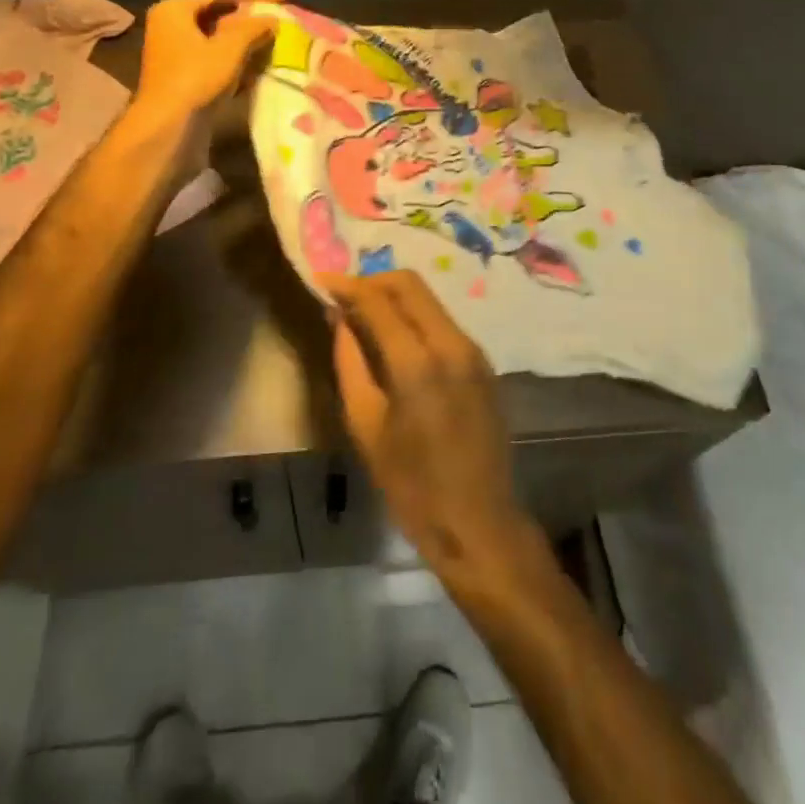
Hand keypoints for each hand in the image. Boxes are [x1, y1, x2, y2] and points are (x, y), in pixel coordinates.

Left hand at [132, 0, 276, 130]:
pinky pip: (210, 67)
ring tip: (268, 55)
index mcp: (173, 11)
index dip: (247, 8)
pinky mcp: (179, 81)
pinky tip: (252, 77)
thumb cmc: (197, 76)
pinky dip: (229, 70)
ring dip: (240, 53)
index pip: (218, 1)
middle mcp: (167, 28)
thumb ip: (253, 28)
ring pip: (214, 47)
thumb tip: (273, 18)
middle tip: (274, 36)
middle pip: (215, 24)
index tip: (273, 15)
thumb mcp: (231, 47)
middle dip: (244, 32)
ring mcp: (172, 57)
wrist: (169, 126)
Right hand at [323, 271, 542, 585]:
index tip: (322, 283)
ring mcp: (473, 350)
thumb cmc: (412, 485)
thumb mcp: (366, 426)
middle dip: (372, 281)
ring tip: (364, 316)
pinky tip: (395, 338)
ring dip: (395, 297)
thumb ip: (351, 363)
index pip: (378, 300)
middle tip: (343, 297)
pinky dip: (415, 317)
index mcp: (417, 361)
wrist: (479, 522)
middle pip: (410, 284)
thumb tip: (340, 320)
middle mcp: (451, 342)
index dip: (347, 286)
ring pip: (429, 300)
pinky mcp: (482, 363)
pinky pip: (443, 322)